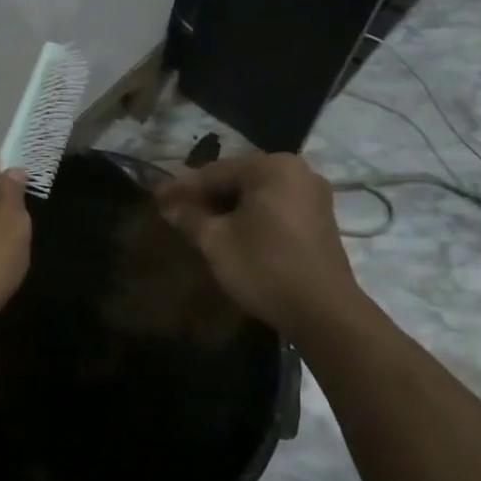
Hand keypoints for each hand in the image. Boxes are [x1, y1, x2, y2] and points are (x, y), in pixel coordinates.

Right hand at [156, 152, 364, 337]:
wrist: (324, 312)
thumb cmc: (265, 267)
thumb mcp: (216, 241)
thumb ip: (189, 217)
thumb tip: (169, 206)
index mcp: (272, 167)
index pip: (215, 172)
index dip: (182, 188)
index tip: (156, 198)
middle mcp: (297, 171)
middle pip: (237, 179)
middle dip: (205, 196)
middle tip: (175, 210)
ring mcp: (312, 194)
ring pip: (256, 194)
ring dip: (226, 207)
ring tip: (198, 222)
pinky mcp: (319, 218)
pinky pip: (274, 207)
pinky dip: (250, 215)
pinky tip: (230, 230)